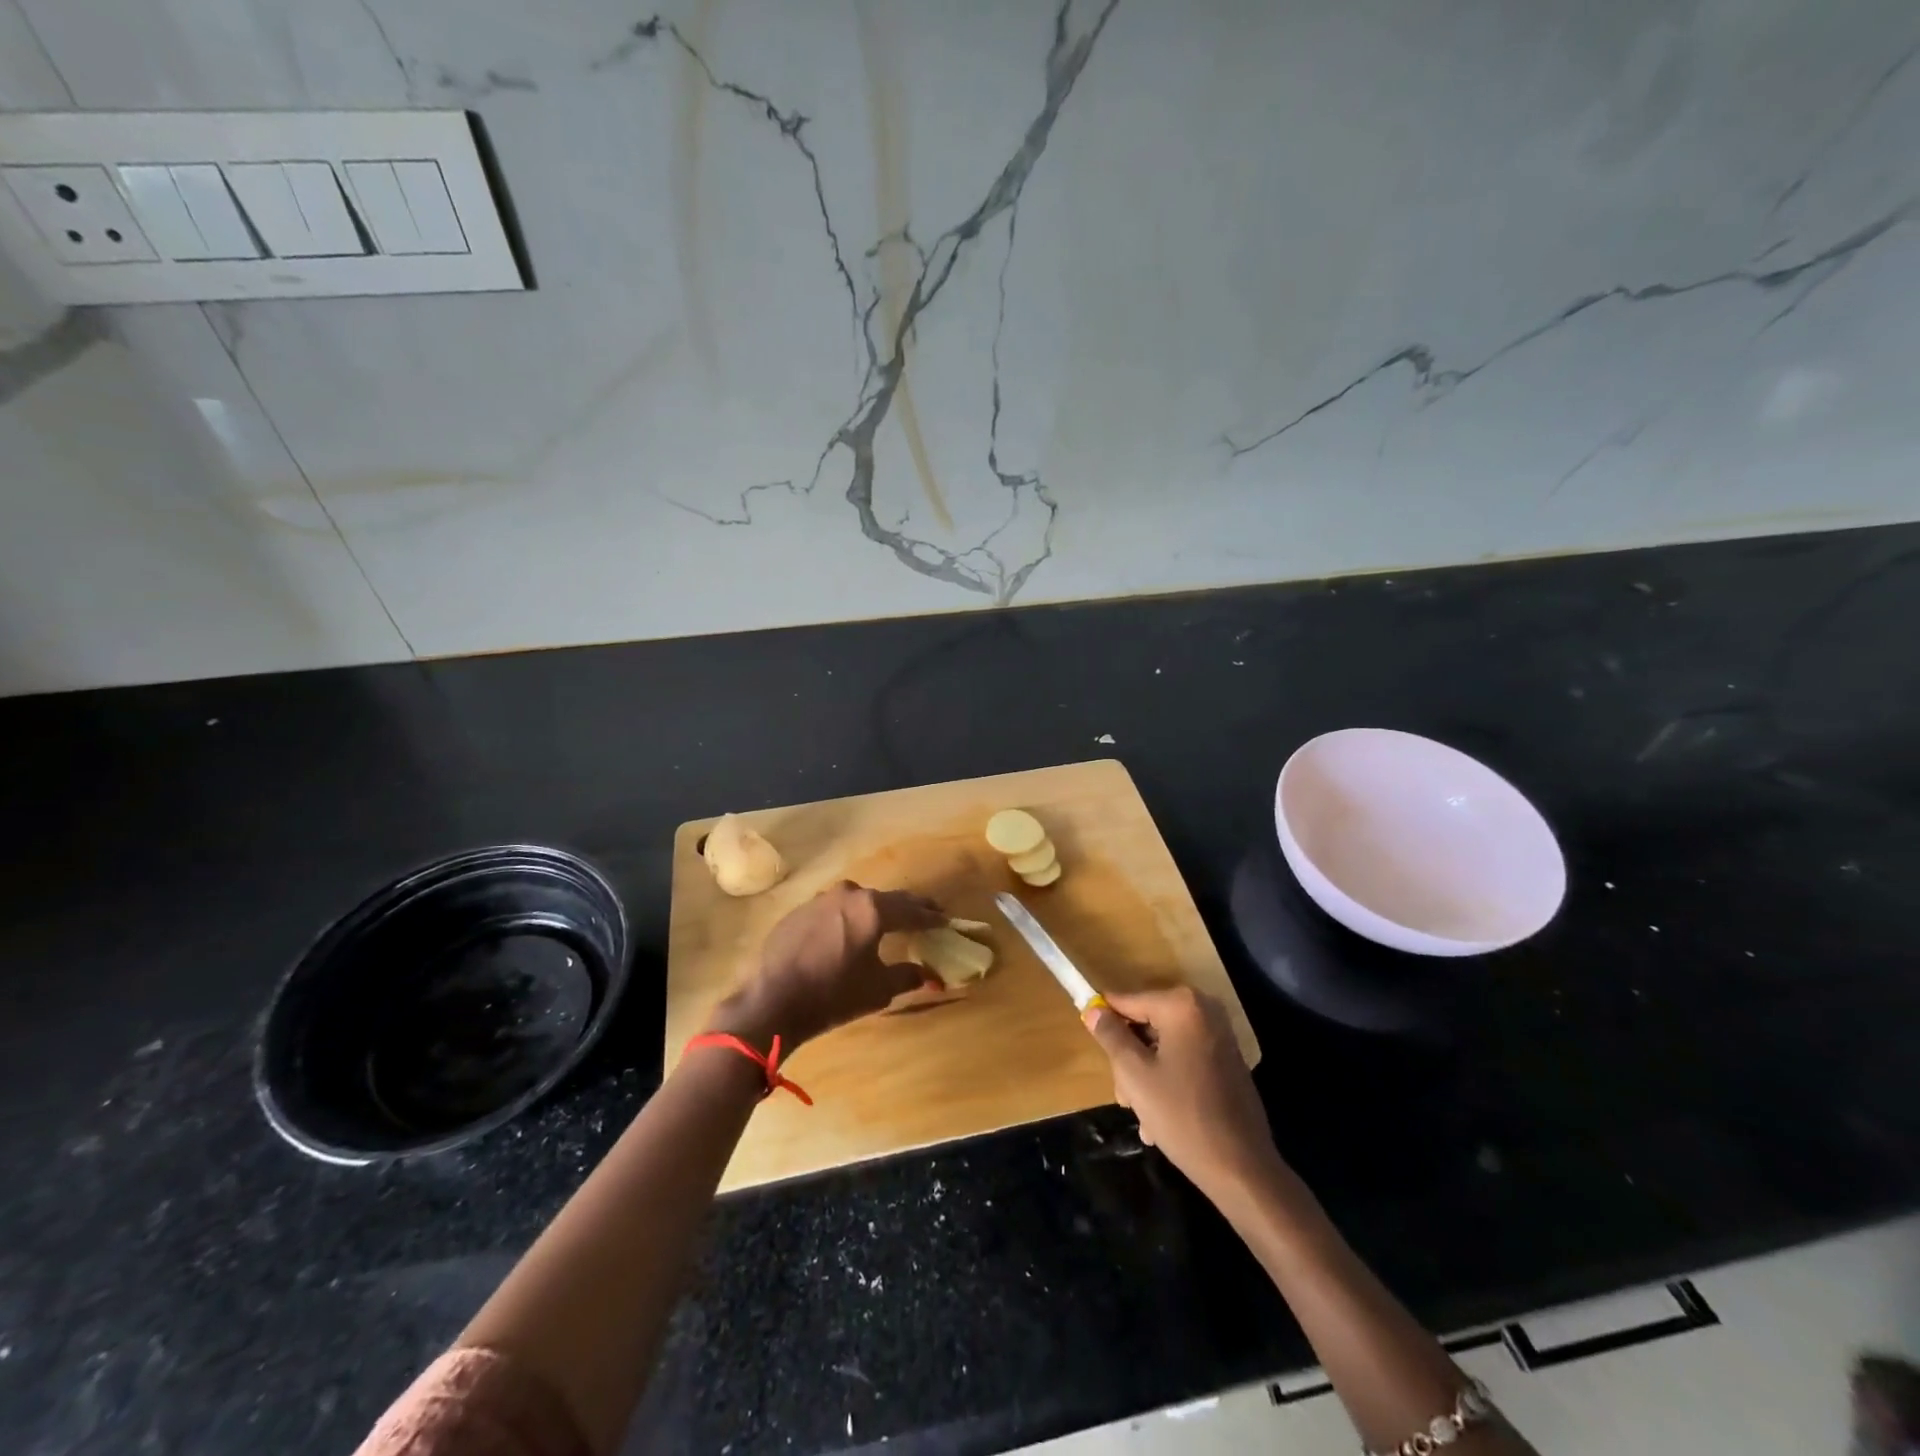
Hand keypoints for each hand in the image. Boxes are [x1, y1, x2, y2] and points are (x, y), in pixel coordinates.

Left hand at [711, 881, 944, 1049]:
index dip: (931, 918)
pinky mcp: (800, 911)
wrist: (772, 1001)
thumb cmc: (833, 995)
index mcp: (873, 909)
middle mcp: (849, 894)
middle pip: (886, 899)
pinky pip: (834, 910)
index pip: (912, 910)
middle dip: (907, 908)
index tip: (946, 920)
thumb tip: (928, 974)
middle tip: (926, 914)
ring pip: (858, 902)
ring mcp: (821, 899)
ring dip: (875, 911)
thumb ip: (907, 976)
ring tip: (888, 922)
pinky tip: (849, 933)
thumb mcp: (878, 989)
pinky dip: (848, 918)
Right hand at [1084, 987, 1281, 1200]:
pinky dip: (1169, 1080)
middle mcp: (1204, 1010)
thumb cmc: (1182, 1116)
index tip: (1094, 1047)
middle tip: (1123, 1097)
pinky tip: (1161, 1117)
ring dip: (1146, 1075)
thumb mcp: (1134, 1075)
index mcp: (1181, 1006)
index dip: (1105, 1023)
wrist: (1243, 1169)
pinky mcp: (1228, 1060)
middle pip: (1146, 1024)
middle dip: (1130, 1059)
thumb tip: (1094, 1010)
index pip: (1127, 1001)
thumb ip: (1111, 1036)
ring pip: (1164, 1045)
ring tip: (1142, 1116)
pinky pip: (1185, 1059)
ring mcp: (1219, 1036)